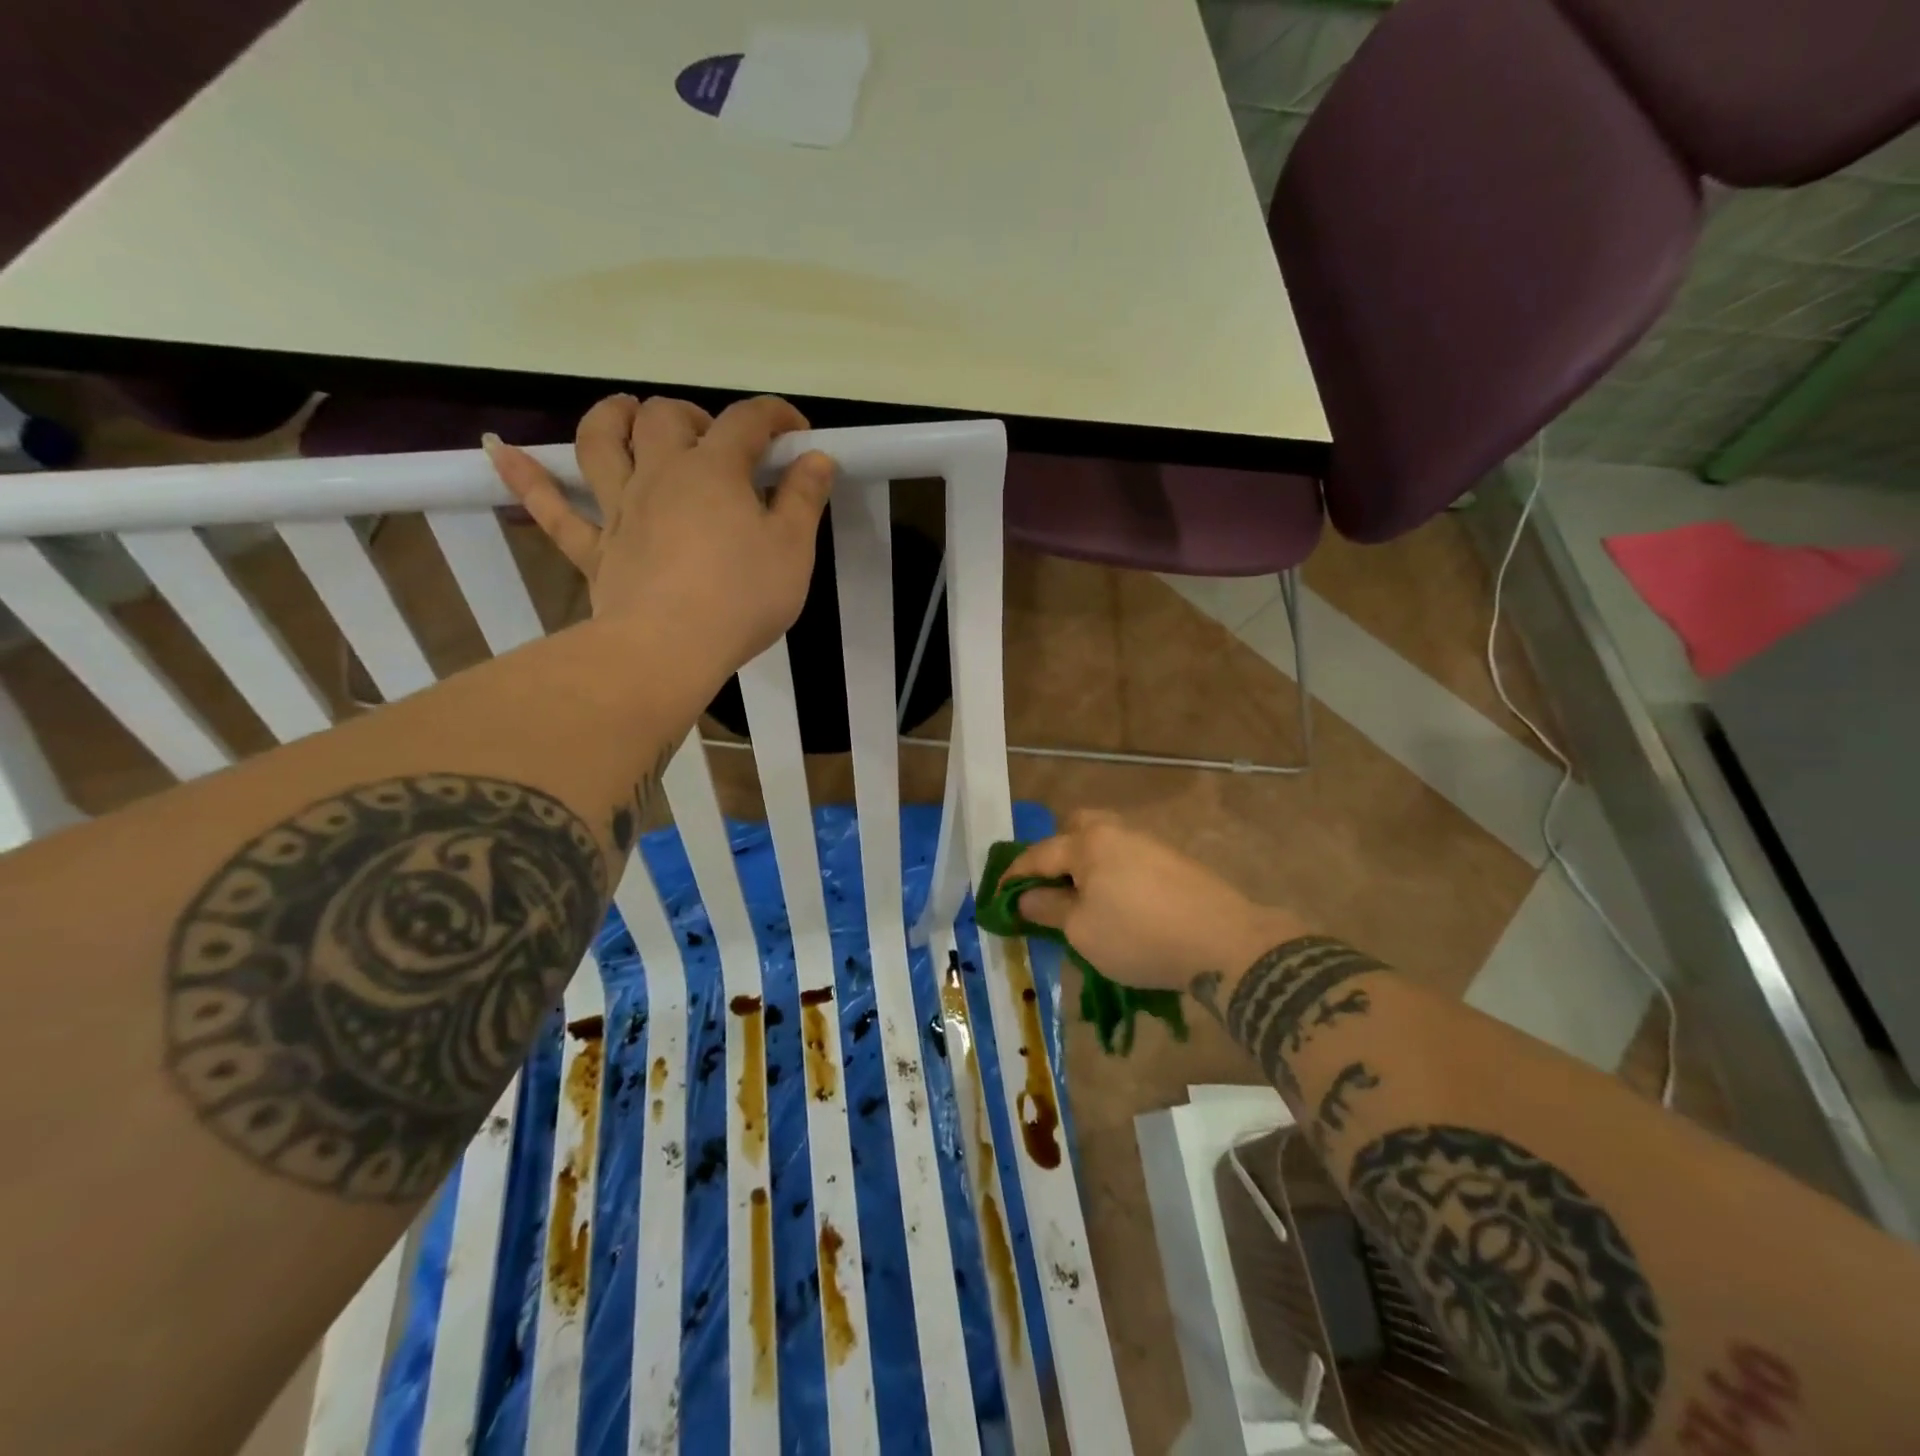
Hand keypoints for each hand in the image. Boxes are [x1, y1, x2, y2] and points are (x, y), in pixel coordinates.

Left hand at [484, 394, 833, 666]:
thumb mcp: (793, 551)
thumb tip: (816, 457)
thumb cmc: (741, 598)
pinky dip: (526, 477)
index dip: (775, 416)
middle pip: (666, 417)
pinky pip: (551, 509)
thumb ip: (804, 500)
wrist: (668, 649)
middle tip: (716, 441)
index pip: (747, 421)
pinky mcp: (595, 548)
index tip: (797, 432)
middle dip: (694, 416)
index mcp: (714, 471)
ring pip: (600, 442)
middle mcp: (660, 474)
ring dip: (610, 417)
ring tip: (625, 412)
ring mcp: (620, 509)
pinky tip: (499, 451)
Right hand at [1008, 811, 1308, 991]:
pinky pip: (1129, 860)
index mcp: (1088, 843)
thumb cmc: (1139, 935)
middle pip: (1077, 827)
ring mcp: (1150, 844)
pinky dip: (1114, 876)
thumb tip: (1026, 898)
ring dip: (1088, 865)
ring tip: (1084, 901)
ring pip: (1106, 843)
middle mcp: (1117, 832)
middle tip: (1050, 886)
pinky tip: (1121, 905)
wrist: (1224, 941)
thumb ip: (1049, 909)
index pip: (1038, 854)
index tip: (997, 896)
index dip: (1014, 876)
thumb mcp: (1082, 930)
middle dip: (1057, 852)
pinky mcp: (1175, 863)